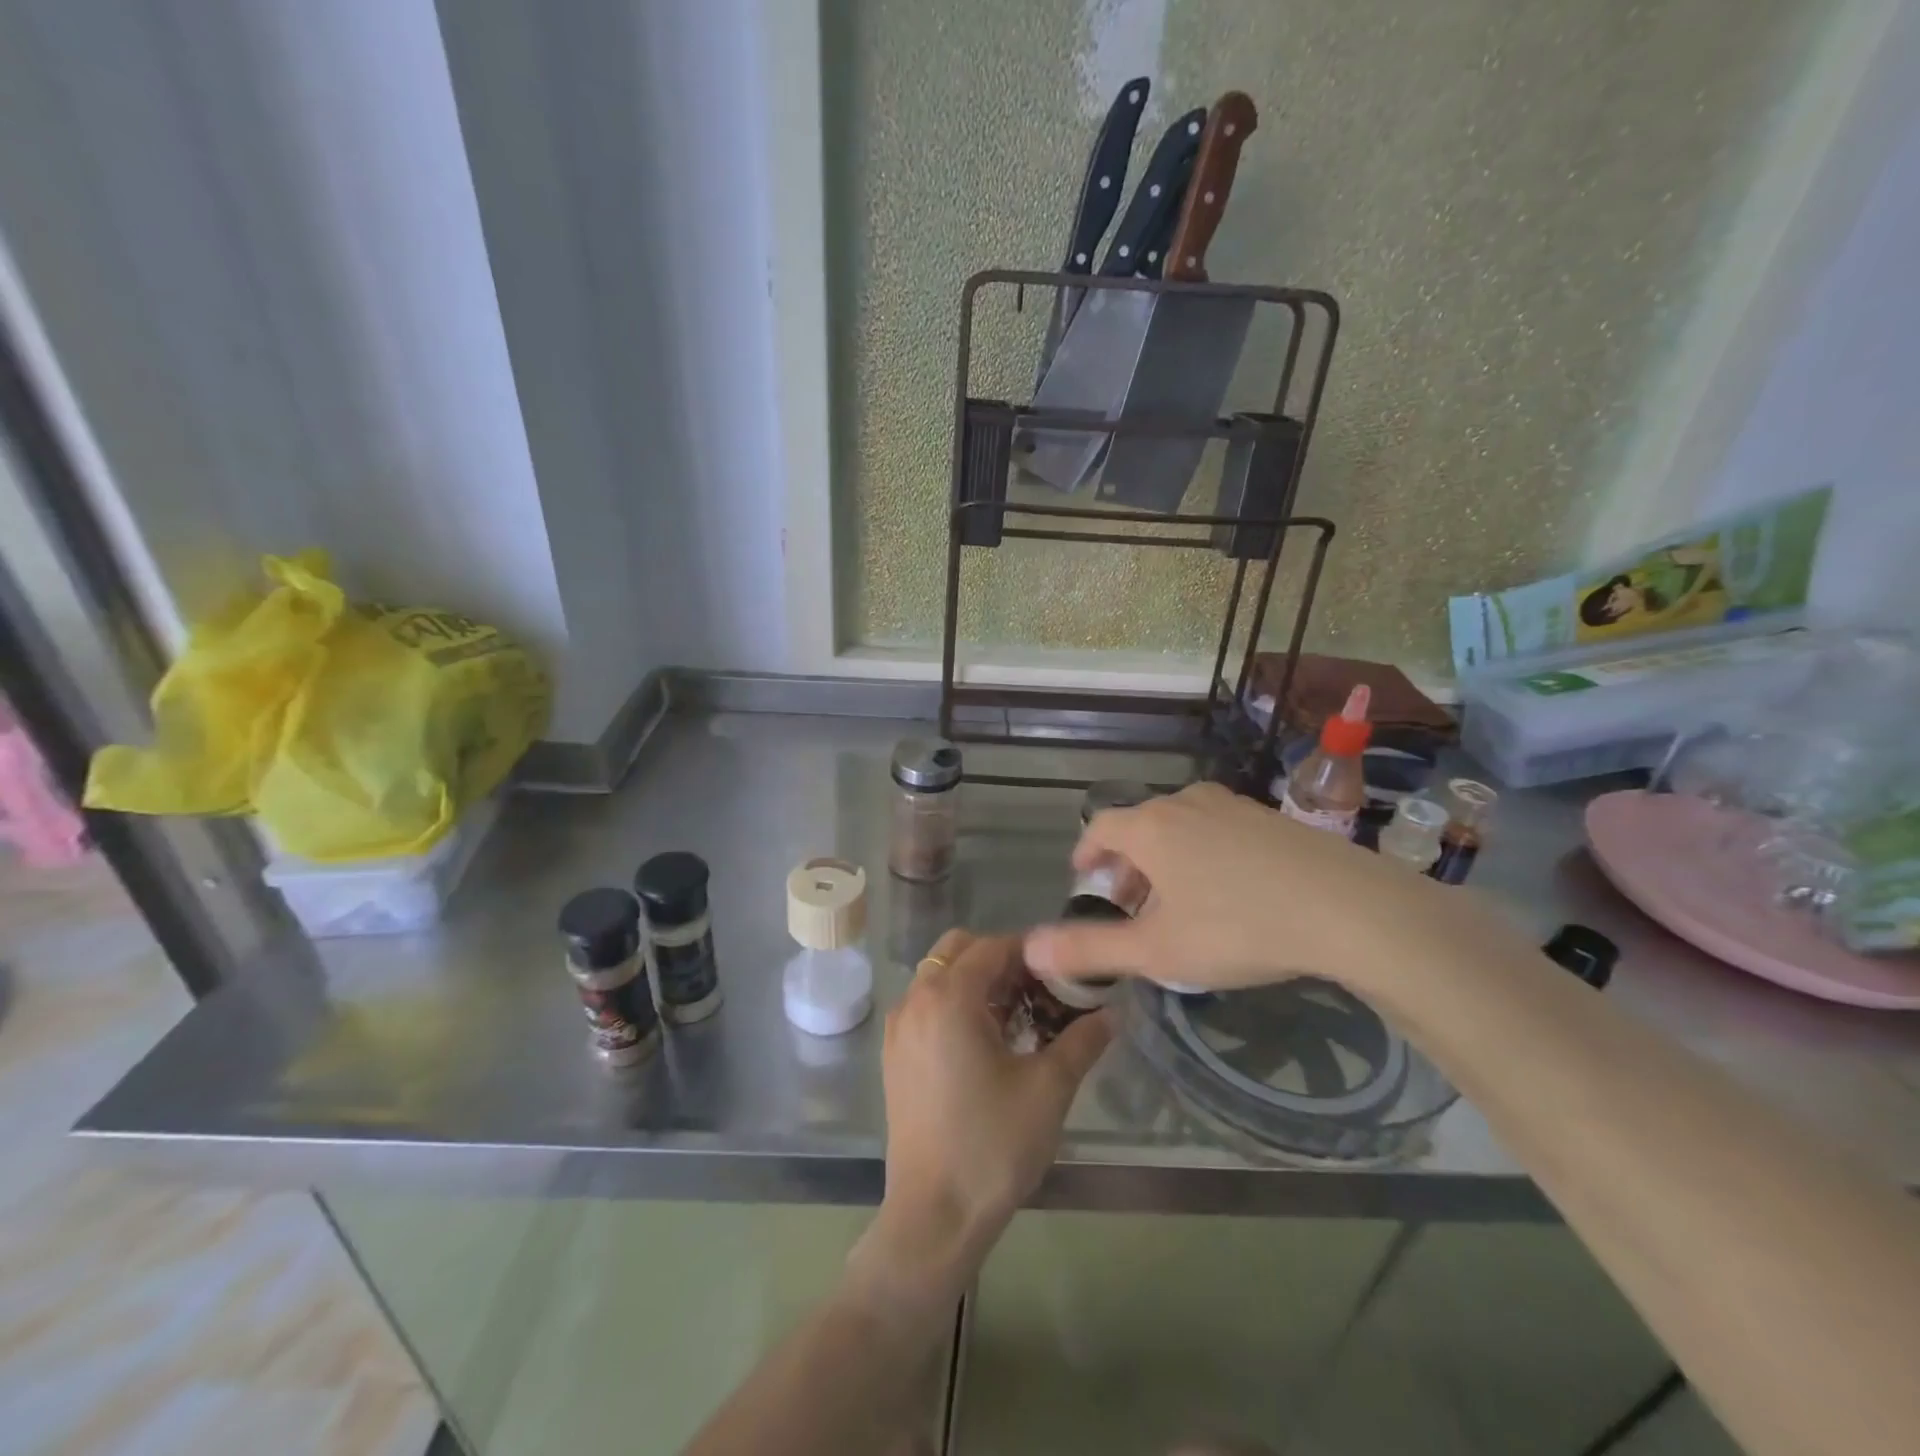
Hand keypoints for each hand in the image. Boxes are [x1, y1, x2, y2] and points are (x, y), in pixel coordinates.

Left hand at [863, 929, 1111, 1299]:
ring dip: (975, 981)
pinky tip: (984, 1043)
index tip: (1061, 970)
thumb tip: (1112, 1014)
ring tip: (1016, 1017)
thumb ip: (1082, 1041)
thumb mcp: (1049, 1089)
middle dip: (998, 959)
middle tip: (1037, 990)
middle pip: (957, 951)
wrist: (934, 1216)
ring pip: (938, 977)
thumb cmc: (993, 1145)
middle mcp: (916, 1001)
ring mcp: (899, 1028)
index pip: (992, 947)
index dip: (1029, 951)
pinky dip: (953, 1004)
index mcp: (949, 998)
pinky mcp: (894, 1055)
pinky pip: (925, 1005)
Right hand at [1023, 781, 1479, 996]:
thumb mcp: (1157, 951)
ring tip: (1176, 902)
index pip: (1100, 828)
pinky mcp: (1271, 817)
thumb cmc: (1238, 927)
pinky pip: (1217, 829)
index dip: (1086, 853)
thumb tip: (1030, 950)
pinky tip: (1227, 892)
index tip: (1084, 878)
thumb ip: (1090, 950)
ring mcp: (1232, 805)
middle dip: (1126, 865)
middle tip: (1128, 904)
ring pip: (1180, 827)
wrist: (1348, 908)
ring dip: (1165, 860)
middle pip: (1139, 827)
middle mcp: (1185, 803)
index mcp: (1150, 827)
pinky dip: (1203, 854)